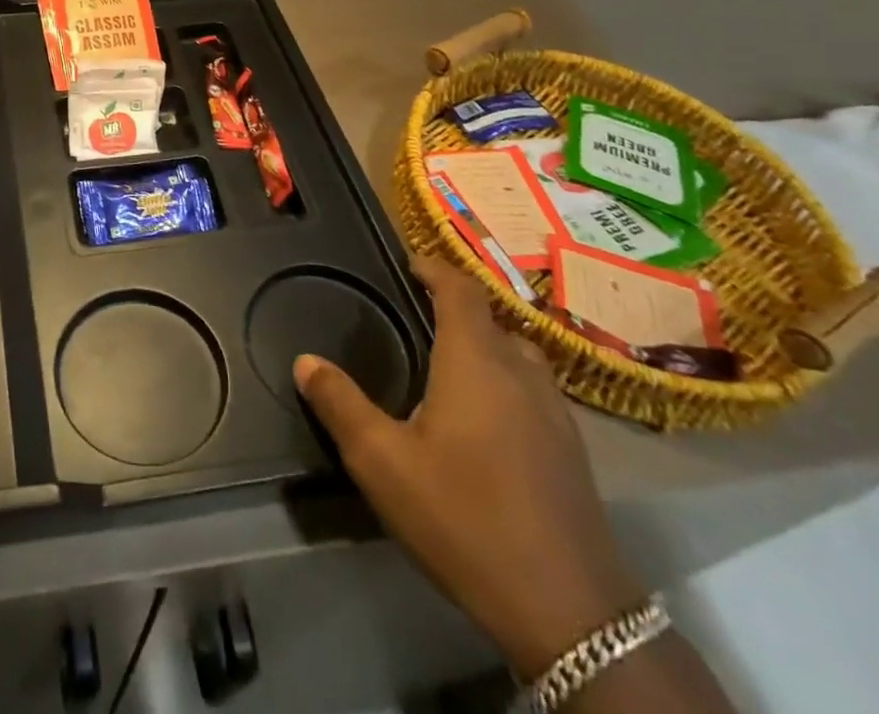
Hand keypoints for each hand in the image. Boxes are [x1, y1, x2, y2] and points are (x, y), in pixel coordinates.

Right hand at [295, 256, 644, 677]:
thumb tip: (305, 360)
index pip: (461, 290)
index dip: (435, 268)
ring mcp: (556, 414)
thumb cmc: (465, 519)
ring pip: (519, 356)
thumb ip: (341, 405)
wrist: (571, 614)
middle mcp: (521, 374)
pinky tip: (484, 420)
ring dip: (485, 346)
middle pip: (491, 320)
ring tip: (447, 364)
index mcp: (476, 362)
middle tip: (414, 318)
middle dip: (455, 310)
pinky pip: (534, 390)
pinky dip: (506, 382)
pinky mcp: (573, 452)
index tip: (409, 263)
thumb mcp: (382, 463)